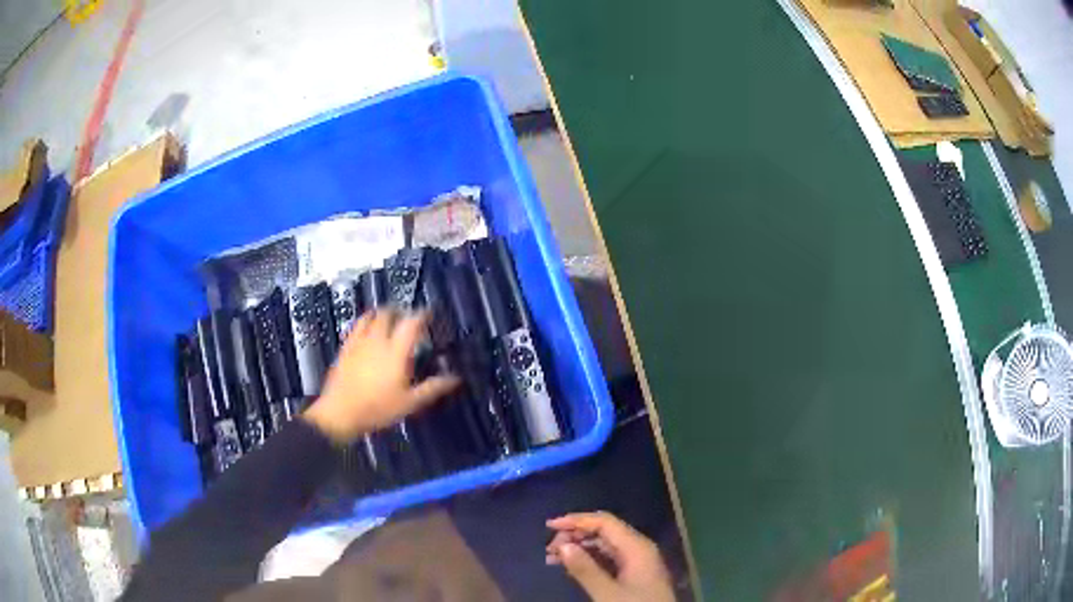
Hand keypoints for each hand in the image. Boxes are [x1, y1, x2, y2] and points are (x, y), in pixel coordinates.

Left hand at [303, 309, 459, 442]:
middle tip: (408, 318)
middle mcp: (377, 340)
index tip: (429, 314)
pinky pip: (356, 325)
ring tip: (388, 320)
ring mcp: (359, 341)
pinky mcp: (346, 347)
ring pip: (371, 316)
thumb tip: (456, 378)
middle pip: (389, 313)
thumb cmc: (378, 409)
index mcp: (396, 351)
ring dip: (382, 313)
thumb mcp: (410, 403)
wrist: (341, 413)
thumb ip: (432, 388)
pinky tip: (367, 331)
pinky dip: (365, 321)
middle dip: (400, 311)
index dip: (422, 314)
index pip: (411, 323)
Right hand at [546, 512, 674, 601]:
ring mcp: (637, 563)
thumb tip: (563, 546)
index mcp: (637, 547)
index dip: (577, 520)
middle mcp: (639, 549)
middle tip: (549, 548)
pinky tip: (571, 568)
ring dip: (579, 549)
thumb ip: (585, 569)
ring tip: (552, 558)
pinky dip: (588, 561)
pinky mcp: (634, 576)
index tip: (549, 526)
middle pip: (605, 532)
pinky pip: (608, 560)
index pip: (605, 522)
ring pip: (604, 547)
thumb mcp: (607, 593)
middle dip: (575, 536)